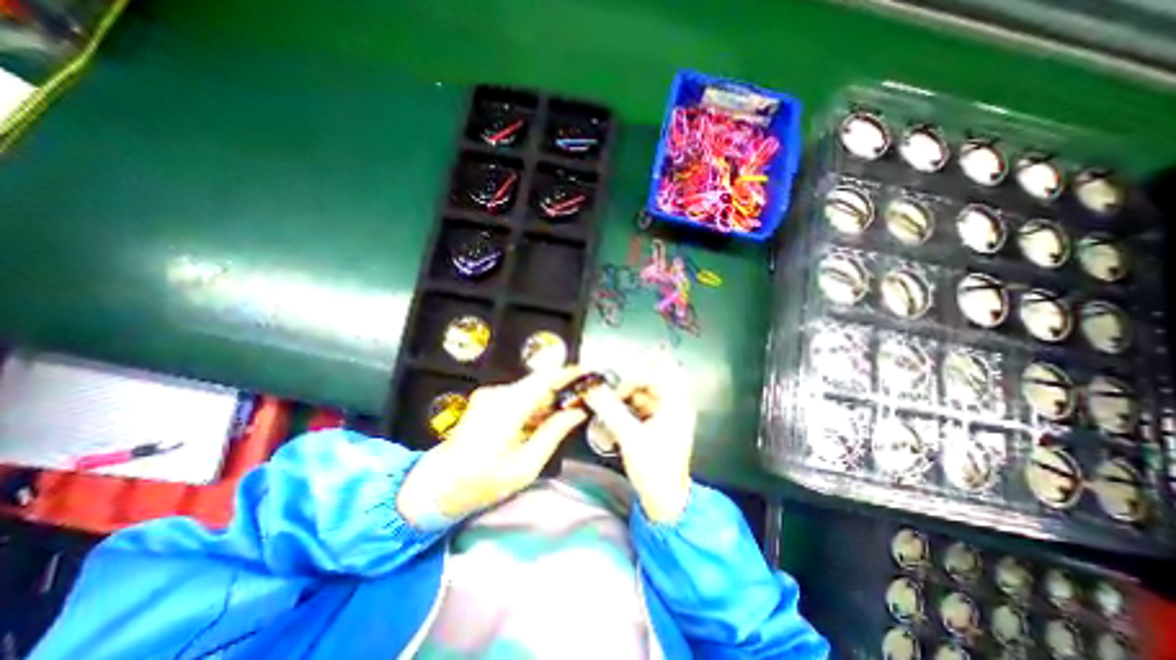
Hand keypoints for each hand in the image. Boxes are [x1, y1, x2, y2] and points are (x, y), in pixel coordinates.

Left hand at [398, 368, 586, 527]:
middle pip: (539, 383)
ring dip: (549, 400)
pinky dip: (535, 405)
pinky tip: (542, 422)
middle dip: (562, 390)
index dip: (568, 373)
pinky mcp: (487, 400)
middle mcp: (498, 394)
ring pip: (530, 389)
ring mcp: (490, 396)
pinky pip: (519, 396)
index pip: (544, 379)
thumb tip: (577, 412)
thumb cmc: (482, 482)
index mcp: (507, 408)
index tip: (588, 373)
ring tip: (565, 416)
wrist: (438, 486)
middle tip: (582, 402)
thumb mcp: (526, 465)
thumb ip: (554, 433)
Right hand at [583, 359, 691, 521]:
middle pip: (647, 381)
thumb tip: (591, 389)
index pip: (653, 374)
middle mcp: (674, 403)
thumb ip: (610, 409)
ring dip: (623, 399)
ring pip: (641, 394)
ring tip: (606, 410)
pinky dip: (625, 410)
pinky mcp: (658, 423)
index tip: (611, 390)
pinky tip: (612, 420)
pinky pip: (640, 407)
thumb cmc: (653, 469)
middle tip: (606, 396)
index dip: (630, 377)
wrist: (666, 502)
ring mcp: (666, 414)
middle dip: (625, 387)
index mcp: (676, 403)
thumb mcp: (630, 437)